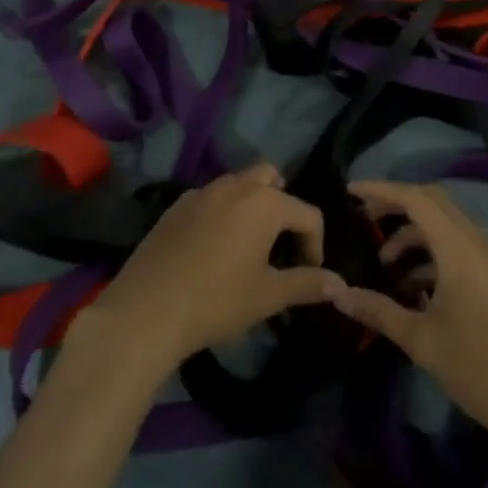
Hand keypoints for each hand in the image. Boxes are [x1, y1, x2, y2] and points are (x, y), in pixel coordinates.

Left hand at [73, 163, 342, 377]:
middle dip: (283, 206)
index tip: (309, 275)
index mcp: (265, 202)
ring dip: (253, 206)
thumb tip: (340, 283)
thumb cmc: (216, 301)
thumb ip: (307, 284)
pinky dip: (223, 212)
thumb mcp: (268, 296)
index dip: (316, 245)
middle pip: (271, 178)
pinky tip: (214, 248)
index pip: (308, 214)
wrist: (147, 309)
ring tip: (250, 246)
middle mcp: (236, 185)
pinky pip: (212, 197)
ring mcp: (203, 191)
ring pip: (239, 184)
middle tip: (280, 245)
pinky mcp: (177, 204)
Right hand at [323, 180, 487, 445]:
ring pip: (444, 224)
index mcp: (459, 248)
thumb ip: (378, 310)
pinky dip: (431, 251)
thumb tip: (337, 293)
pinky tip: (413, 286)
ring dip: (413, 233)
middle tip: (364, 217)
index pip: (415, 199)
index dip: (381, 190)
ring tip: (384, 264)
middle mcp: (476, 242)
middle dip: (395, 204)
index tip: (351, 191)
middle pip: (431, 202)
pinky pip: (457, 244)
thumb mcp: (420, 340)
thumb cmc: (477, 368)